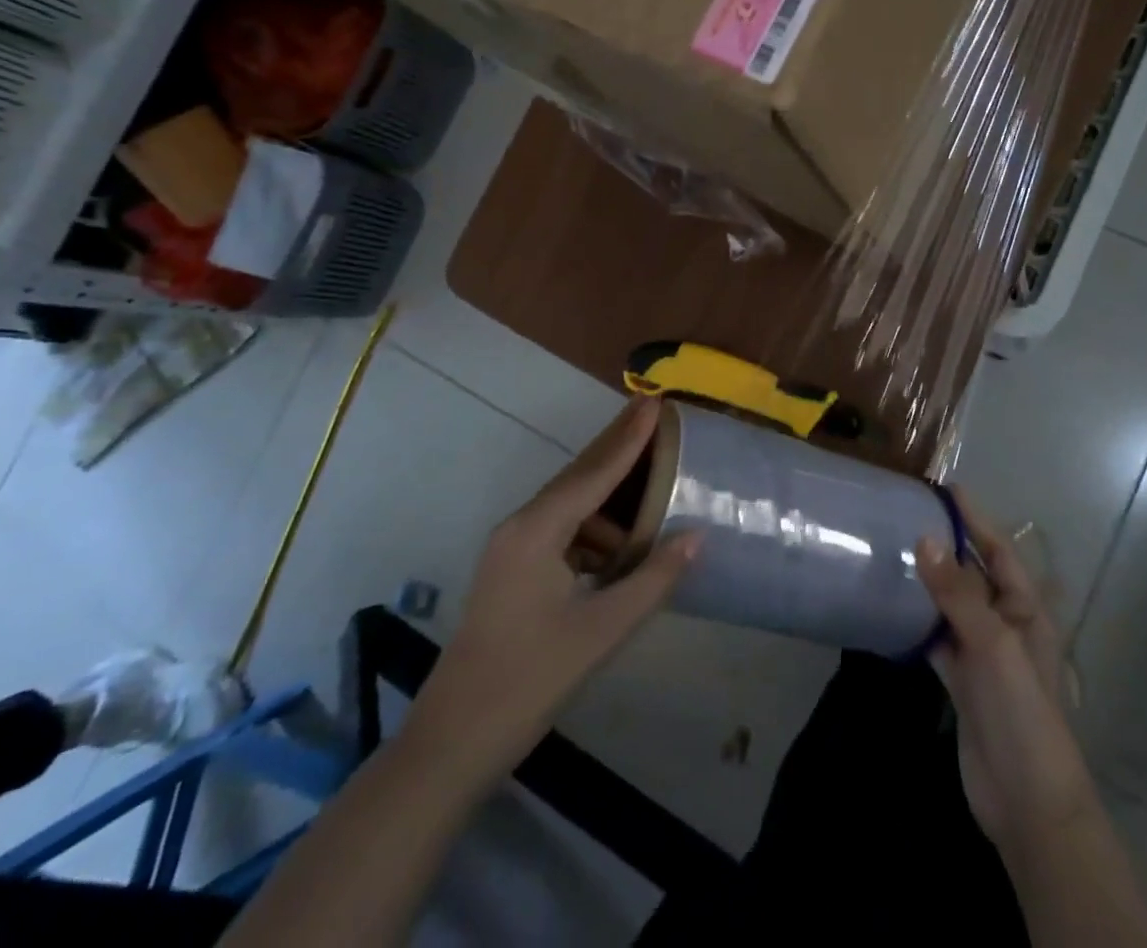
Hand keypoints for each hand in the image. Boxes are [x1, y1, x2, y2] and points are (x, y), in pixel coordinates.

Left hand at [409, 398, 697, 775]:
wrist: (449, 745)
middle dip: (617, 446)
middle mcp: (521, 526)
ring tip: (651, 481)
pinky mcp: (512, 572)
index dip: (629, 438)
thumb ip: (653, 579)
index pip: (594, 472)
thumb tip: (697, 535)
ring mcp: (512, 549)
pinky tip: (622, 545)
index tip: (655, 401)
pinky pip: (561, 531)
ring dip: (609, 493)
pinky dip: (594, 528)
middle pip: (578, 476)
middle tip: (653, 414)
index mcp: (537, 531)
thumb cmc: (527, 682)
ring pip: (570, 504)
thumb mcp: (601, 631)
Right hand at [917, 489, 1097, 857]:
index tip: (947, 488)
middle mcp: (1005, 624)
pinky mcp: (962, 681)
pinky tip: (892, 607)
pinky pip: (937, 638)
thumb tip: (924, 537)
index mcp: (1026, 609)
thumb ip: (957, 592)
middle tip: (908, 514)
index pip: (999, 550)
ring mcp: (983, 654)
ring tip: (894, 550)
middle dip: (948, 545)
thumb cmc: (1022, 711)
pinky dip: (918, 622)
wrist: (1028, 803)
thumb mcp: (992, 645)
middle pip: (974, 574)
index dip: (976, 519)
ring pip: (952, 605)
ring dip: (929, 581)